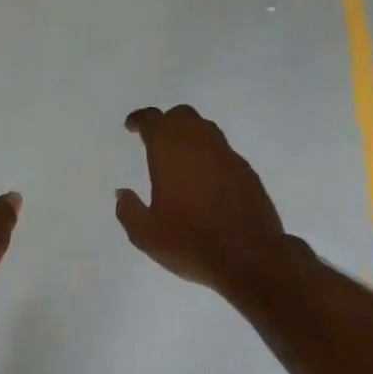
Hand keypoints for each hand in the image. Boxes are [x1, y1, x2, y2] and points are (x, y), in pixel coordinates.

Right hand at [117, 106, 288, 296]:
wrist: (249, 257)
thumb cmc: (190, 242)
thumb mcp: (145, 234)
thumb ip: (129, 210)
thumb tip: (123, 193)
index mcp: (170, 152)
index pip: (153, 120)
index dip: (139, 120)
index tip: (131, 126)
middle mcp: (200, 144)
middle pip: (182, 116)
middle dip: (166, 122)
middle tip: (155, 140)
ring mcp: (228, 156)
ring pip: (206, 130)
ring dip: (190, 135)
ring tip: (180, 157)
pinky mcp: (247, 172)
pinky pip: (223, 152)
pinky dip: (209, 156)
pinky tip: (204, 178)